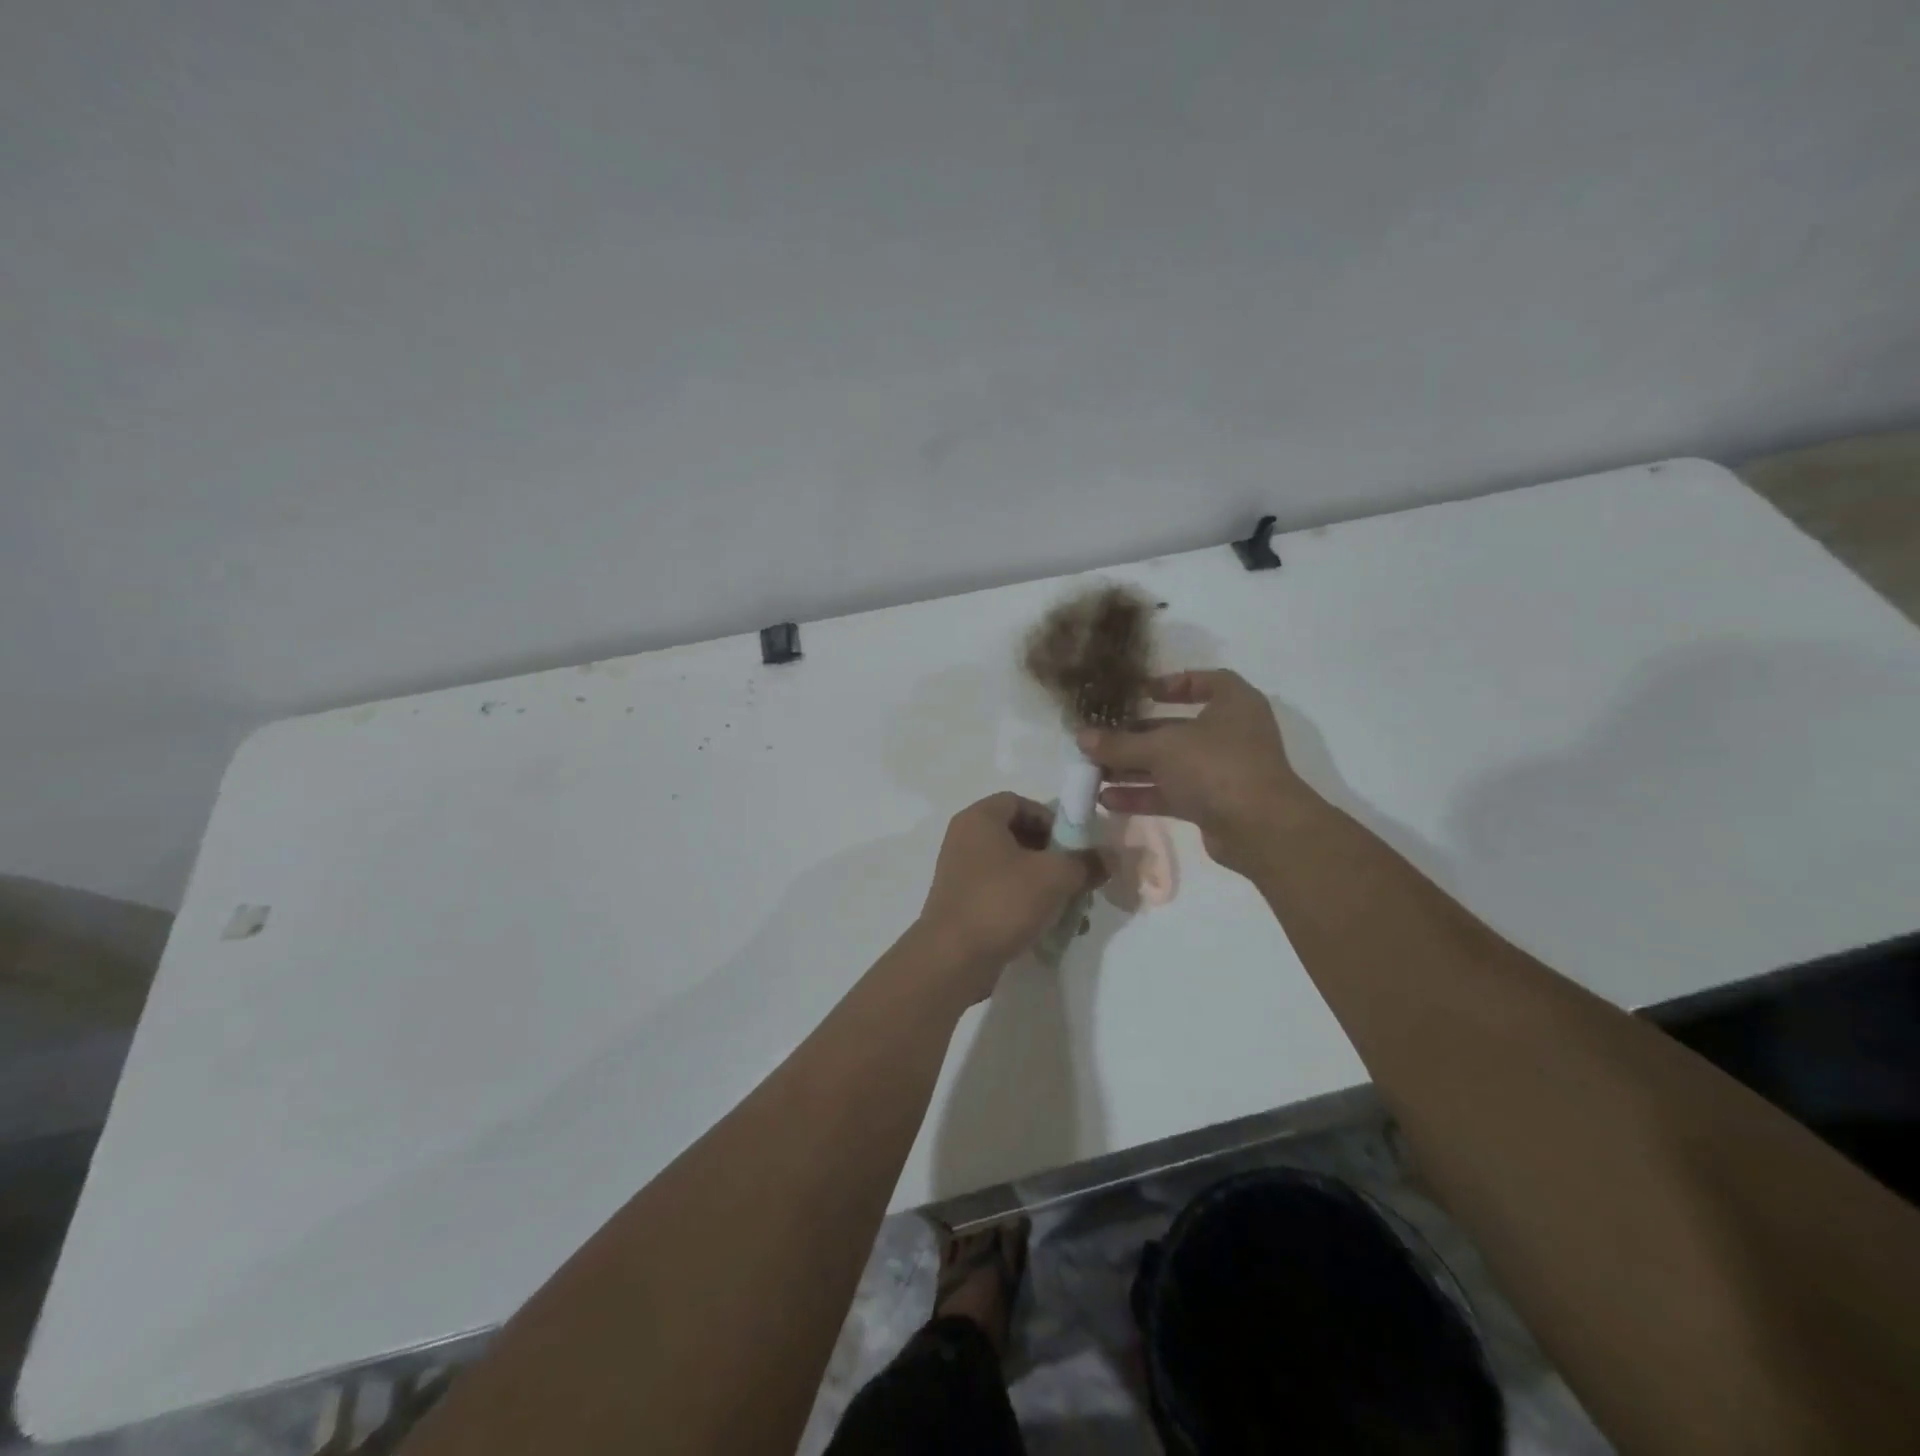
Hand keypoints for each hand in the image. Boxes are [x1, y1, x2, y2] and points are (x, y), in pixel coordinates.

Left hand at [913, 792, 1102, 1003]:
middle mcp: (965, 839)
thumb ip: (1086, 862)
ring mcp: (961, 873)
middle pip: (1019, 836)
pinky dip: (1026, 905)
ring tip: (1073, 910)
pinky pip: (1002, 894)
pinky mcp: (963, 905)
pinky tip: (1051, 929)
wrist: (952, 959)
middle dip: (1054, 857)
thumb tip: (1110, 857)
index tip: (1074, 845)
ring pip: (1013, 869)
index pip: (1020, 802)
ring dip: (1046, 885)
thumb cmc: (1002, 902)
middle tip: (1078, 878)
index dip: (1051, 818)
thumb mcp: (1055, 877)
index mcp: (979, 819)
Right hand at [1078, 669, 1313, 874]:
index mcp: (1233, 703)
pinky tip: (1108, 800)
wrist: (1260, 828)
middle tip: (1101, 739)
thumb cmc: (1216, 766)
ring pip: (1171, 763)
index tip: (1141, 693)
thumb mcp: (1162, 748)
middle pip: (1178, 727)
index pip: (1207, 681)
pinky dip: (1143, 794)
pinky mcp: (1213, 803)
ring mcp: (1223, 770)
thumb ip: (1119, 743)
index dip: (1174, 683)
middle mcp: (1230, 733)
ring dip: (1134, 768)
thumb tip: (1080, 737)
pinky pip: (1172, 792)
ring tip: (1094, 773)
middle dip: (1137, 735)